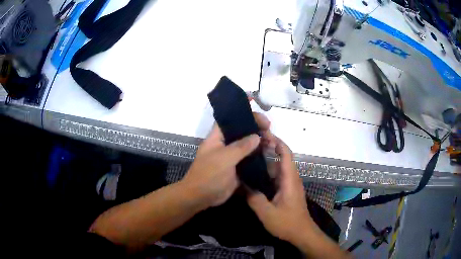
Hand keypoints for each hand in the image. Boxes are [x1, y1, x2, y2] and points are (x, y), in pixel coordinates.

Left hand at [182, 113, 273, 207]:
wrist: (201, 197)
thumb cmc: (208, 175)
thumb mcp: (224, 158)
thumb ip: (241, 147)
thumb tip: (256, 136)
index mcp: (218, 136)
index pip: (229, 117)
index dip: (240, 108)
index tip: (254, 101)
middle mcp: (226, 143)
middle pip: (242, 129)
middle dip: (256, 126)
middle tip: (269, 128)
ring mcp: (232, 156)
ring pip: (248, 144)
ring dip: (260, 141)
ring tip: (272, 142)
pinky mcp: (238, 167)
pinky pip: (250, 158)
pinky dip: (260, 155)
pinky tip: (269, 153)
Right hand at [247, 137, 314, 242]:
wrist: (301, 233)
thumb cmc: (287, 223)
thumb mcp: (267, 213)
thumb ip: (254, 198)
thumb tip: (242, 185)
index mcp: (289, 179)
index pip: (286, 154)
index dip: (277, 142)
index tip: (263, 135)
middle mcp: (291, 178)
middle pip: (282, 158)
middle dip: (269, 149)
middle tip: (250, 145)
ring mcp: (289, 185)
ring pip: (278, 168)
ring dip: (267, 161)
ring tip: (249, 157)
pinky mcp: (287, 191)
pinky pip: (277, 177)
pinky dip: (267, 172)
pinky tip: (255, 176)